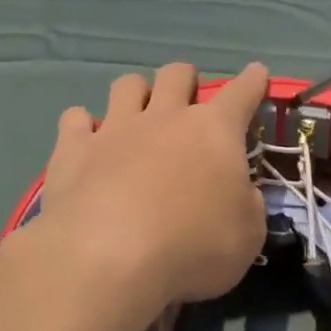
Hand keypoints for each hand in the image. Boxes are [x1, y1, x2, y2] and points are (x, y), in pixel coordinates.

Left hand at [29, 62, 270, 314]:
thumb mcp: (247, 236)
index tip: (257, 72)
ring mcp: (116, 128)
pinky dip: (81, 126)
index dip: (252, 81)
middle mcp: (165, 116)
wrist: (107, 257)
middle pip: (177, 73)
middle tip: (187, 100)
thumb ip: (247, 205)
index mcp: (214, 131)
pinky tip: (84, 142)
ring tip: (136, 115)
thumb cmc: (191, 247)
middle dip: (185, 80)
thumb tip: (240, 191)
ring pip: (127, 84)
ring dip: (135, 94)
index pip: (241, 93)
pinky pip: (75, 118)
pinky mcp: (74, 148)